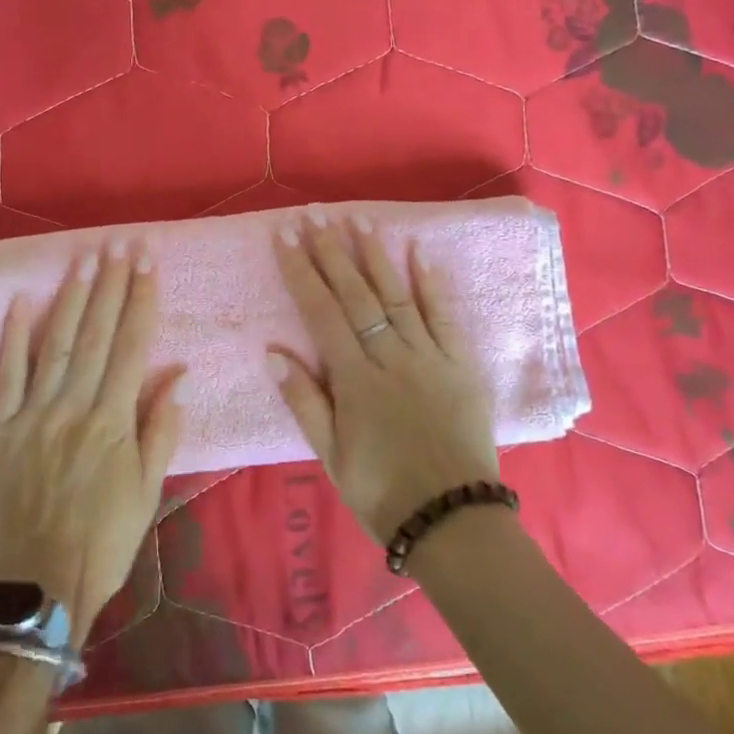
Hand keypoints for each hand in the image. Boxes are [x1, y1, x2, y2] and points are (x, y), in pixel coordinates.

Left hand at [0, 241, 181, 635]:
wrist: (37, 586)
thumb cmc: (104, 540)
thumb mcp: (148, 492)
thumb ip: (160, 430)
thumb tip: (178, 377)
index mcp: (112, 421)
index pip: (131, 347)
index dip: (141, 301)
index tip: (148, 264)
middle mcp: (73, 407)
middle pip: (96, 335)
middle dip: (111, 286)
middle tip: (120, 244)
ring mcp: (33, 415)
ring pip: (56, 345)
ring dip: (72, 299)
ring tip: (86, 259)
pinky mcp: (1, 430)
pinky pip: (6, 376)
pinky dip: (13, 338)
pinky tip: (22, 302)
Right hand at [268, 215, 499, 543]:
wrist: (453, 518)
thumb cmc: (382, 490)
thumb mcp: (330, 456)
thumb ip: (303, 401)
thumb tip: (273, 352)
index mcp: (354, 379)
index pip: (321, 312)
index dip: (301, 271)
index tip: (286, 236)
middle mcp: (389, 357)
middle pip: (355, 295)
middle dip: (331, 252)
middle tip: (314, 215)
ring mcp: (428, 356)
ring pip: (397, 295)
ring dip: (375, 255)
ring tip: (358, 219)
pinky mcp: (460, 363)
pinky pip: (444, 316)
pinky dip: (432, 282)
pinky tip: (419, 252)